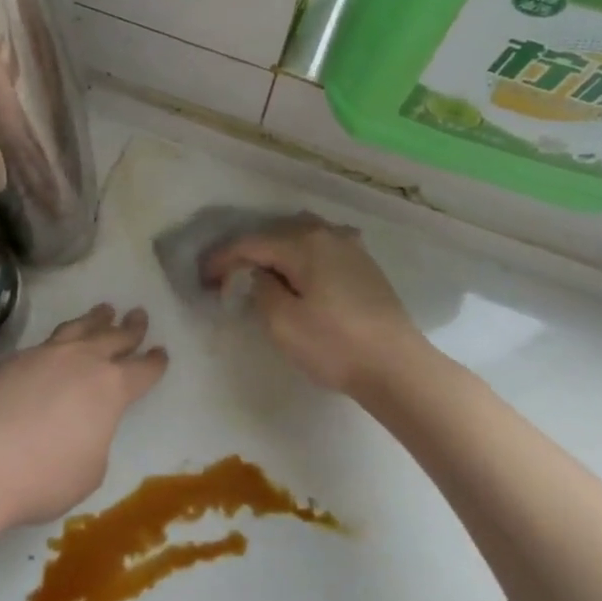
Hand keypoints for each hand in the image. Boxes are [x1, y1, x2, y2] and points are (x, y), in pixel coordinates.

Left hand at [0, 303, 167, 527]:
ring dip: (94, 319)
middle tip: (139, 315)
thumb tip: (81, 425)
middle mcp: (80, 361)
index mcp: (110, 388)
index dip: (154, 363)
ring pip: (77, 329)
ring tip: (103, 310)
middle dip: (129, 328)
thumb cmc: (43, 477)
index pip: (141, 371)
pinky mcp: (9, 361)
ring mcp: (42, 356)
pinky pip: (42, 345)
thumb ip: (94, 440)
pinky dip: (57, 342)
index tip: (162, 352)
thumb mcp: (88, 470)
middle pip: (112, 337)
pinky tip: (53, 348)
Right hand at [202, 213, 423, 395]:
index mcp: (303, 243)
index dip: (222, 258)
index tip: (203, 277)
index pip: (251, 243)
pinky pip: (322, 249)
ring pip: (301, 237)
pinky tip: (299, 276)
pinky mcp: (364, 265)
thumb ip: (261, 289)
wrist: (398, 367)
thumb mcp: (283, 322)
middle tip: (228, 276)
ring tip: (261, 274)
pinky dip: (301, 258)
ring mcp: (350, 247)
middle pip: (276, 233)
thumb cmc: (335, 345)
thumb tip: (259, 275)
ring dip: (276, 252)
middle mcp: (327, 234)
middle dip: (249, 252)